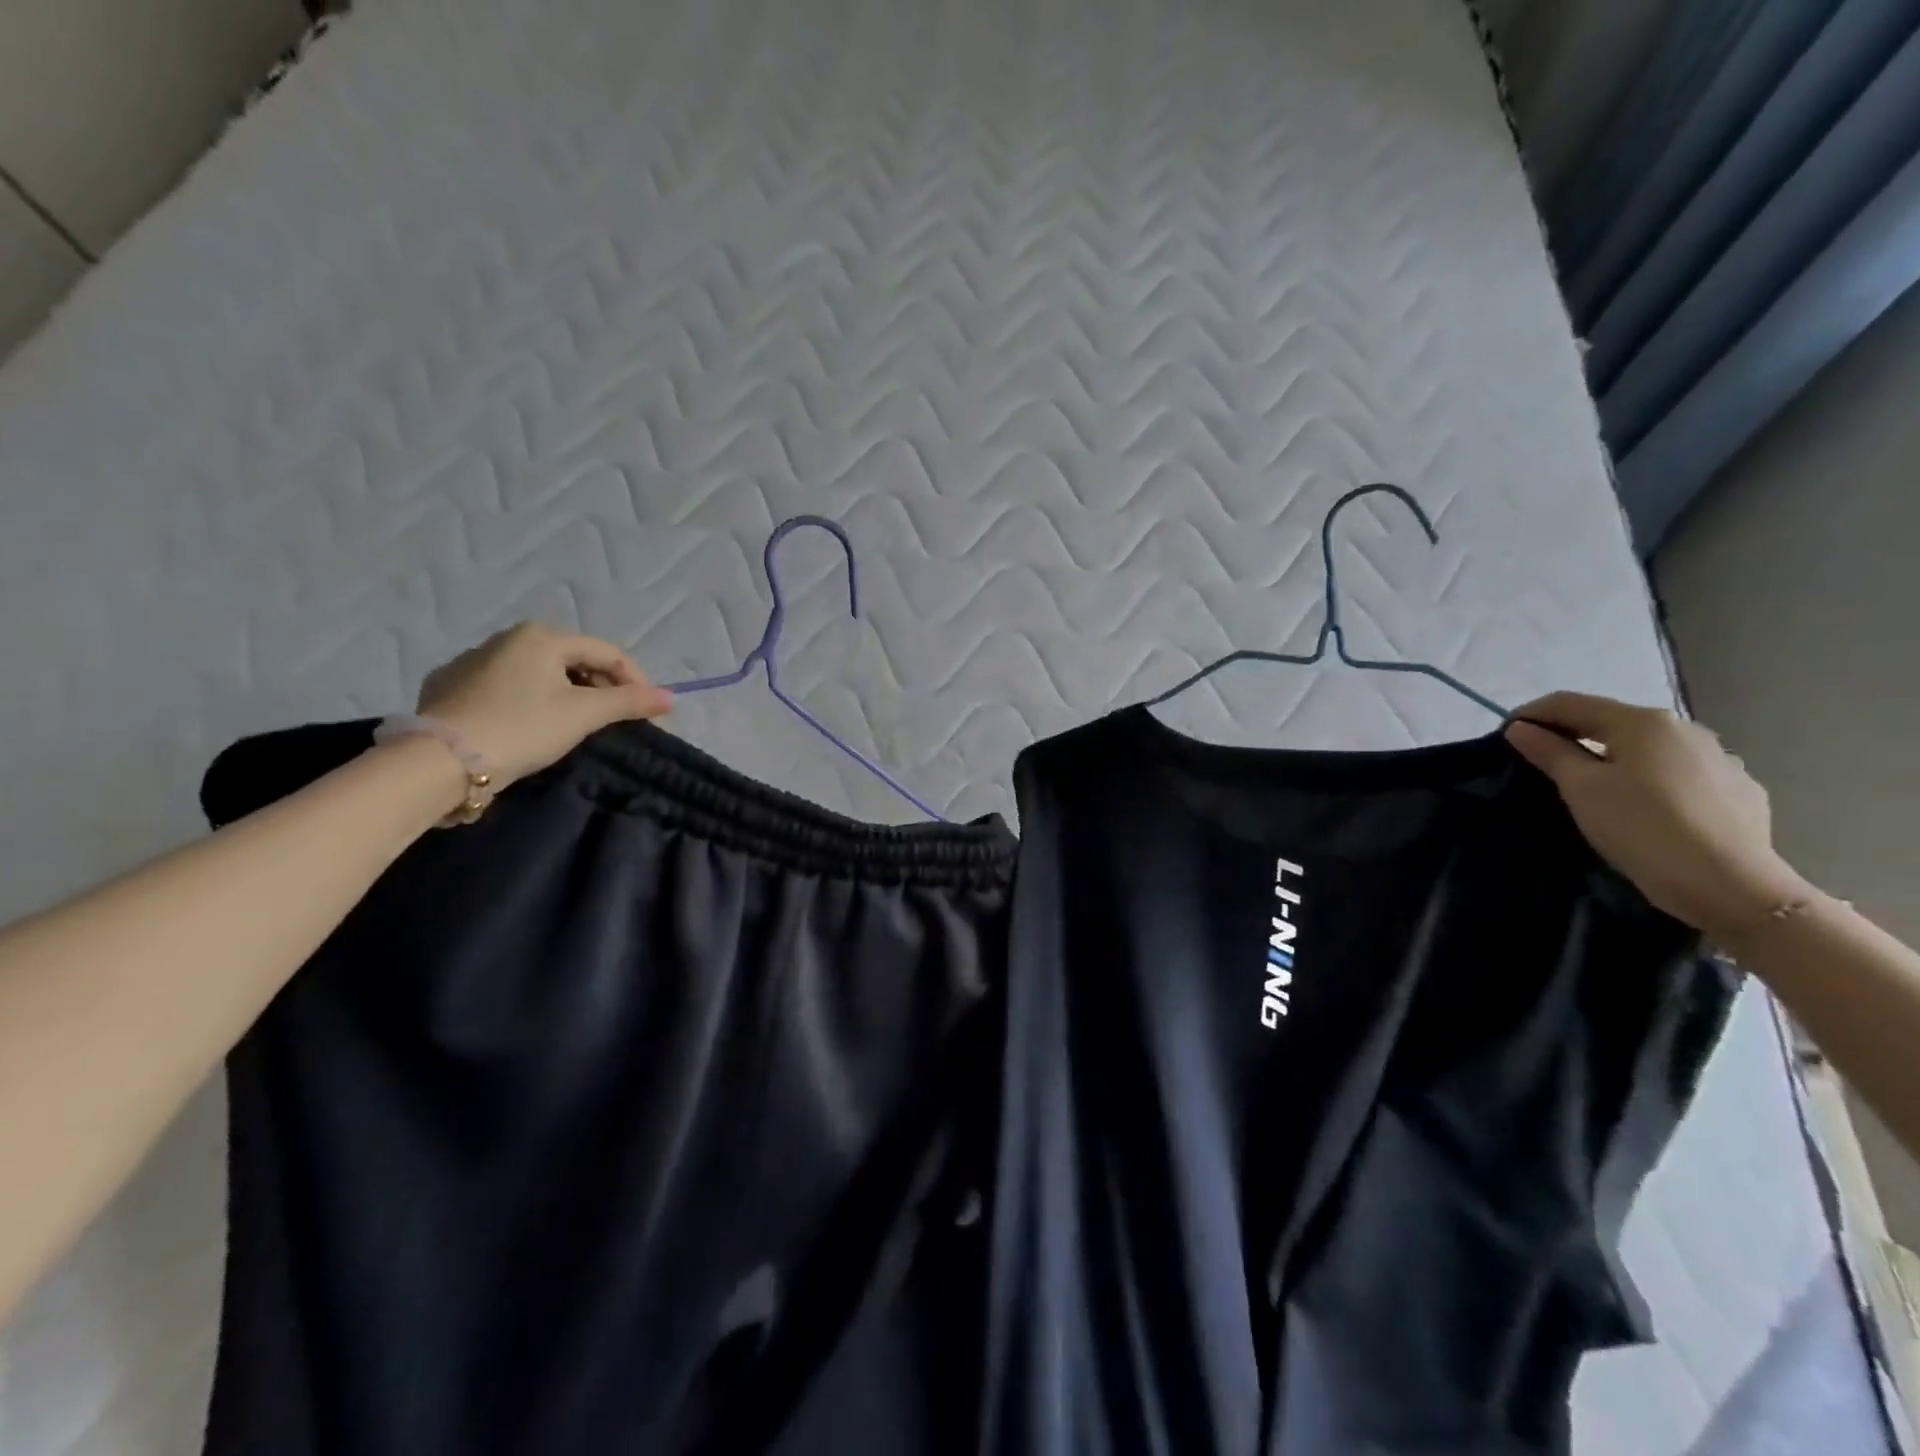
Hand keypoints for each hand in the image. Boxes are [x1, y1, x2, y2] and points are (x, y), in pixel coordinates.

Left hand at [416, 623, 671, 790]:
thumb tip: (671, 697)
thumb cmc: (522, 728)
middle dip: (600, 687)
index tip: (649, 713)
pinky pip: (505, 688)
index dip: (635, 681)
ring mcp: (472, 660)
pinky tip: (528, 726)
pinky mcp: (448, 686)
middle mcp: (506, 638)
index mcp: (541, 636)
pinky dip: (528, 702)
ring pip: (538, 673)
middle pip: (572, 660)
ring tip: (574, 725)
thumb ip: (629, 702)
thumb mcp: (584, 715)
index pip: (606, 652)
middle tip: (614, 720)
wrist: (439, 761)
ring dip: (565, 694)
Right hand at [1505, 692, 1811, 940]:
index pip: (1571, 703)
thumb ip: (1549, 752)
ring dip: (1612, 756)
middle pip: (1611, 722)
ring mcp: (1719, 759)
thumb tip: (1521, 728)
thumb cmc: (1642, 828)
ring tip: (1592, 785)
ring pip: (1647, 748)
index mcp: (1642, 722)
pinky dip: (1650, 778)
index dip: (1532, 714)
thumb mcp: (1582, 789)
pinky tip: (1643, 804)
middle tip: (1539, 760)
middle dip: (1572, 735)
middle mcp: (1684, 729)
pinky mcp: (1738, 790)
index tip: (1505, 735)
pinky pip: (1679, 773)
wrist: (1732, 886)